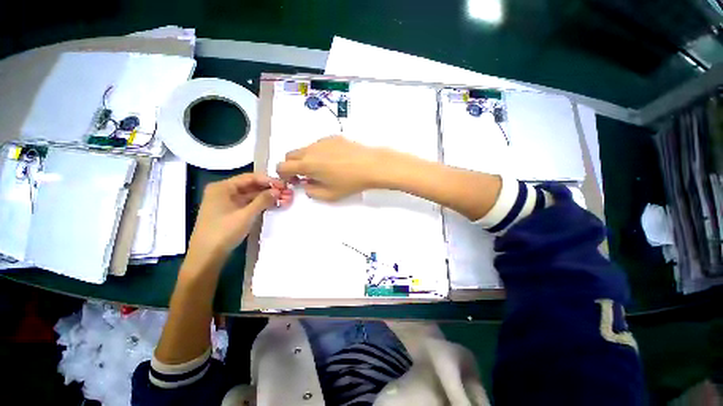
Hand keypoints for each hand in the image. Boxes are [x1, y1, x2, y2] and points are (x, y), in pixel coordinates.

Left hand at [189, 174, 292, 254]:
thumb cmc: (223, 232)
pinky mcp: (231, 213)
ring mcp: (227, 203)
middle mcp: (224, 192)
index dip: (269, 181)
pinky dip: (261, 205)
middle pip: (251, 186)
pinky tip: (275, 205)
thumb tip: (277, 191)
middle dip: (270, 190)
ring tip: (286, 200)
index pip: (250, 178)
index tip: (284, 185)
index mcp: (222, 187)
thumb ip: (263, 200)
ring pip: (252, 196)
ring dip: (268, 198)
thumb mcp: (246, 215)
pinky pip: (249, 204)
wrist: (206, 256)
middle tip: (288, 193)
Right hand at [276, 136, 384, 200]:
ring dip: (306, 158)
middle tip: (305, 175)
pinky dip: (319, 152)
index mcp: (307, 164)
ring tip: (323, 168)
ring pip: (305, 149)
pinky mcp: (333, 137)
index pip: (282, 166)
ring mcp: (322, 141)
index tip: (293, 180)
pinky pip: (319, 145)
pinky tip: (335, 160)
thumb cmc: (350, 182)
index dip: (283, 175)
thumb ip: (311, 191)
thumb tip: (306, 184)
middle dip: (292, 166)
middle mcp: (311, 149)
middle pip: (290, 155)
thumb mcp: (329, 195)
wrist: (371, 165)